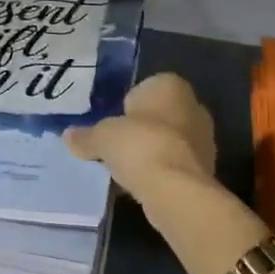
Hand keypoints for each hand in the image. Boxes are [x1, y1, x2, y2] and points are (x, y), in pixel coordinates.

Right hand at [63, 72, 218, 208]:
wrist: (175, 189)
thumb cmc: (139, 145)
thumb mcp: (102, 137)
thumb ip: (86, 136)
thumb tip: (67, 136)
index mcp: (170, 84)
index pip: (144, 89)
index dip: (126, 107)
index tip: (112, 125)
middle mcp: (193, 105)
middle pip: (159, 115)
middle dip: (141, 129)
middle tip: (117, 146)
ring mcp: (204, 137)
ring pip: (169, 140)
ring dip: (151, 151)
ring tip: (127, 169)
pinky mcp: (207, 167)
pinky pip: (176, 163)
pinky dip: (161, 171)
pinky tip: (143, 185)